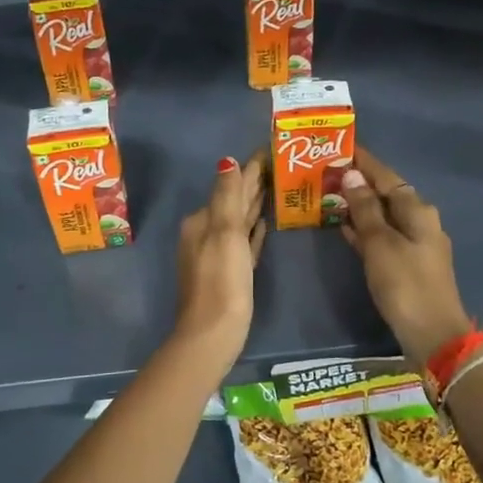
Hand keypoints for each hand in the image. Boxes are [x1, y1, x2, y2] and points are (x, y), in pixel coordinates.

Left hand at [173, 150, 265, 361]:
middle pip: (234, 201)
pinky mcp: (231, 273)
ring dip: (255, 204)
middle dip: (253, 183)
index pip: (230, 185)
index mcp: (203, 221)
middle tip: (280, 164)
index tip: (271, 149)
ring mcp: (218, 254)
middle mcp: (206, 233)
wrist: (213, 332)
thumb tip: (227, 161)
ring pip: (240, 221)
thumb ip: (227, 196)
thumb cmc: (221, 280)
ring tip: (276, 187)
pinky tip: (264, 225)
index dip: (251, 168)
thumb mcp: (224, 233)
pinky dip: (253, 231)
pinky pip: (244, 242)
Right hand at [339, 147, 471, 366]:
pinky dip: (364, 229)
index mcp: (417, 210)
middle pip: (386, 194)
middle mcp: (420, 221)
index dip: (364, 162)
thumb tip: (353, 175)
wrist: (433, 335)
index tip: (341, 147)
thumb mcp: (380, 244)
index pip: (386, 176)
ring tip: (329, 196)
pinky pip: (383, 236)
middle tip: (327, 172)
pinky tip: (344, 228)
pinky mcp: (408, 264)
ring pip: (383, 216)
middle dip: (359, 183)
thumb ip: (365, 209)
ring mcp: (416, 244)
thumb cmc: (405, 284)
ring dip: (359, 206)